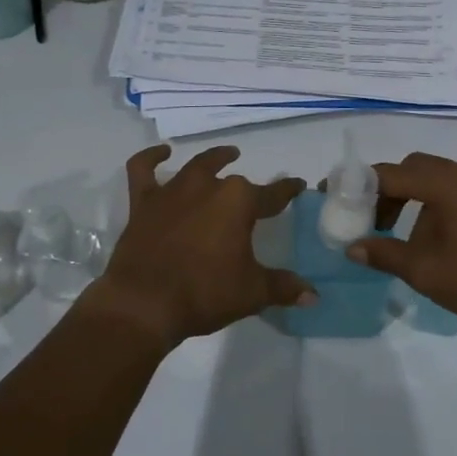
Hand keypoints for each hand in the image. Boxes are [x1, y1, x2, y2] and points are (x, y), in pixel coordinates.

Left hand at [87, 145, 314, 347]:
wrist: (145, 303)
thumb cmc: (205, 293)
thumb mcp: (252, 293)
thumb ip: (283, 288)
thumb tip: (313, 295)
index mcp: (239, 202)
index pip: (273, 195)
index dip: (287, 191)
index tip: (297, 186)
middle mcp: (208, 187)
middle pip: (235, 183)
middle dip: (248, 189)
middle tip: (257, 195)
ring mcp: (172, 191)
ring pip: (197, 167)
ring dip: (214, 160)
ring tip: (226, 155)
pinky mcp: (144, 202)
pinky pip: (143, 169)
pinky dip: (151, 157)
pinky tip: (162, 152)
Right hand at [347, 153, 456, 330]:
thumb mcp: (426, 272)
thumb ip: (385, 255)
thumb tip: (352, 247)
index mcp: (445, 184)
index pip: (389, 172)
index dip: (356, 182)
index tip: (331, 193)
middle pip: (413, 168)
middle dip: (385, 189)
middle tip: (369, 219)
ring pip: (436, 179)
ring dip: (410, 198)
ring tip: (400, 235)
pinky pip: (456, 191)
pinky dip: (434, 204)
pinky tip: (435, 239)